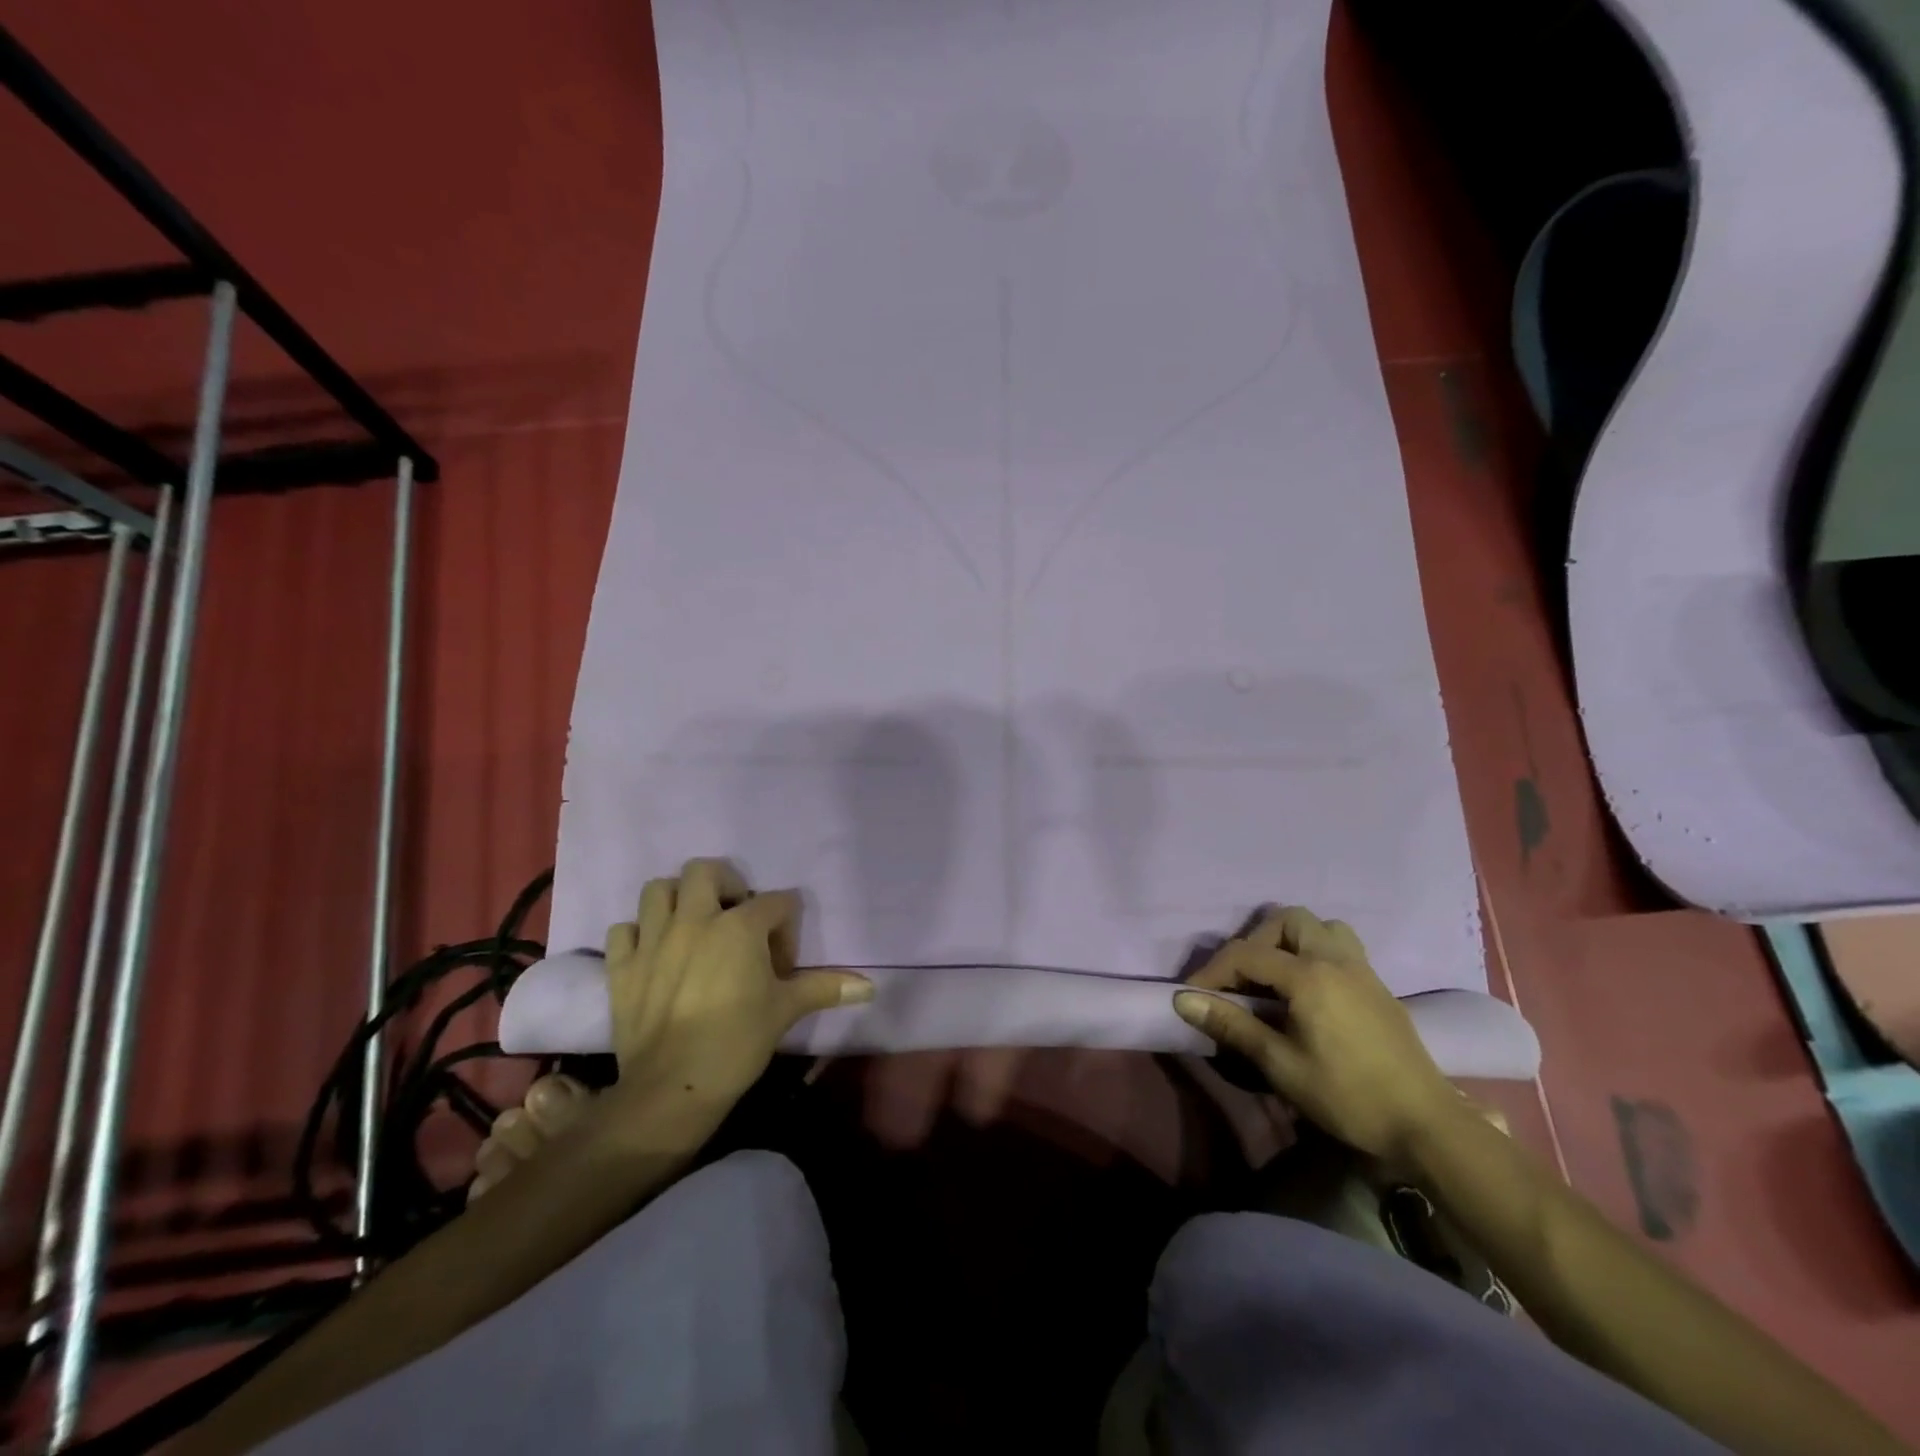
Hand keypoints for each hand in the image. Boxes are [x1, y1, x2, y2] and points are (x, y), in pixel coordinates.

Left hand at [606, 858, 872, 1103]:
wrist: (671, 1089)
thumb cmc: (737, 1043)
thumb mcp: (786, 1011)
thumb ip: (825, 988)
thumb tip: (870, 987)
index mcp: (739, 926)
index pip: (774, 903)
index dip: (785, 925)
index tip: (783, 960)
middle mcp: (694, 920)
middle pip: (705, 871)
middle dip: (725, 883)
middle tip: (736, 914)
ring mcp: (653, 940)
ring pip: (657, 890)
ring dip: (677, 899)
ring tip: (693, 924)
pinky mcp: (622, 967)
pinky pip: (623, 930)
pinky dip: (639, 933)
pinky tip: (654, 953)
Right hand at [1172, 906, 1457, 1162]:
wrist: (1426, 1125)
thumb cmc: (1348, 1096)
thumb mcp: (1281, 1065)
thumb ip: (1232, 1026)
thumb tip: (1183, 999)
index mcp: (1309, 976)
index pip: (1247, 954)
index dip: (1213, 971)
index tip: (1192, 995)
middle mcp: (1336, 960)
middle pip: (1287, 920)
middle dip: (1254, 941)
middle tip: (1241, 978)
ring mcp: (1362, 970)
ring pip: (1320, 927)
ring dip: (1290, 940)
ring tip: (1275, 975)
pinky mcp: (1378, 986)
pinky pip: (1341, 946)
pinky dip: (1315, 952)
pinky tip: (1308, 991)